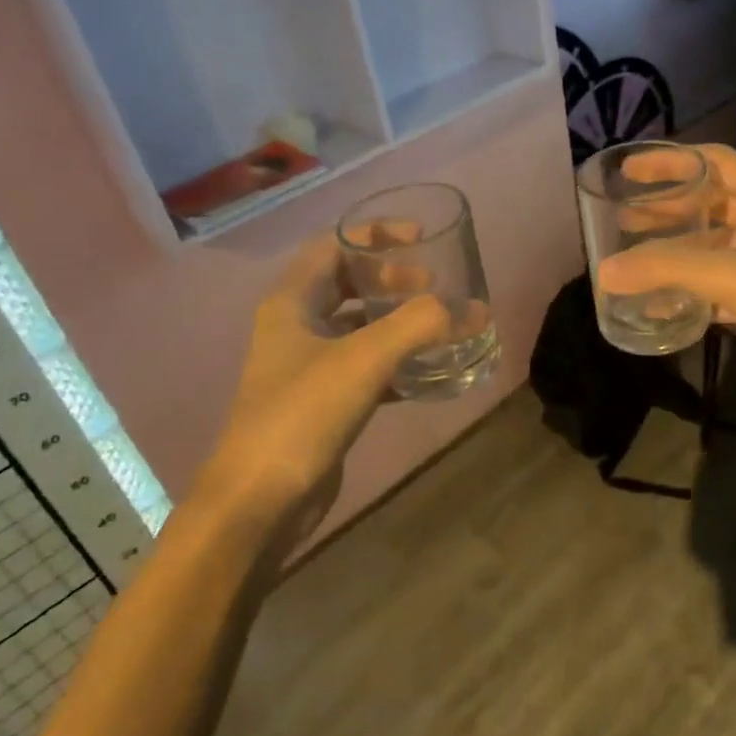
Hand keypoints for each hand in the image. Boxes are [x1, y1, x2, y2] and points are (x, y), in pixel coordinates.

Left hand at [182, 235, 451, 552]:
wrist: (261, 499)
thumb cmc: (303, 413)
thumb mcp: (365, 358)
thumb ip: (421, 325)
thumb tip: (474, 310)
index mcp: (292, 303)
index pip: (333, 247)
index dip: (375, 235)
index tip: (420, 238)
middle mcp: (295, 328)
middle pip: (346, 285)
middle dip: (391, 279)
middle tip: (433, 286)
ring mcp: (307, 368)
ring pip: (357, 328)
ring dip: (396, 322)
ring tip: (438, 324)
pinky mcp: (322, 404)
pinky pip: (365, 369)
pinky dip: (396, 364)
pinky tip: (428, 374)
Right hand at [599, 145, 735, 415]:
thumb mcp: (734, 274)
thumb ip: (667, 268)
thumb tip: (605, 271)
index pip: (712, 160)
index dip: (669, 162)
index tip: (627, 171)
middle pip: (710, 202)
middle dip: (666, 210)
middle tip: (621, 218)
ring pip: (713, 245)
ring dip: (676, 251)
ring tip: (632, 258)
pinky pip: (721, 283)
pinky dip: (692, 289)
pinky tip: (661, 304)